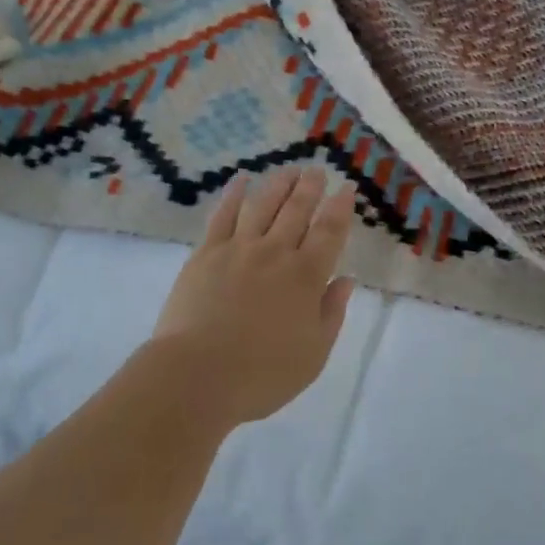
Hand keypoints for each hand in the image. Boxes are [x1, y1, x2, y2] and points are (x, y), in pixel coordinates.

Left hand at [148, 167, 356, 428]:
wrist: (197, 375)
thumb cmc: (261, 374)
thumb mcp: (313, 355)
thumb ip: (331, 313)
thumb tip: (346, 279)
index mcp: (306, 277)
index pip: (329, 232)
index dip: (340, 208)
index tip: (347, 189)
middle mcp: (275, 253)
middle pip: (297, 210)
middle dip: (310, 187)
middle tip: (317, 170)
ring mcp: (238, 248)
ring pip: (263, 205)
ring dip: (279, 184)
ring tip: (289, 169)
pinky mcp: (206, 252)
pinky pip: (223, 214)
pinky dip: (234, 194)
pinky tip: (241, 180)